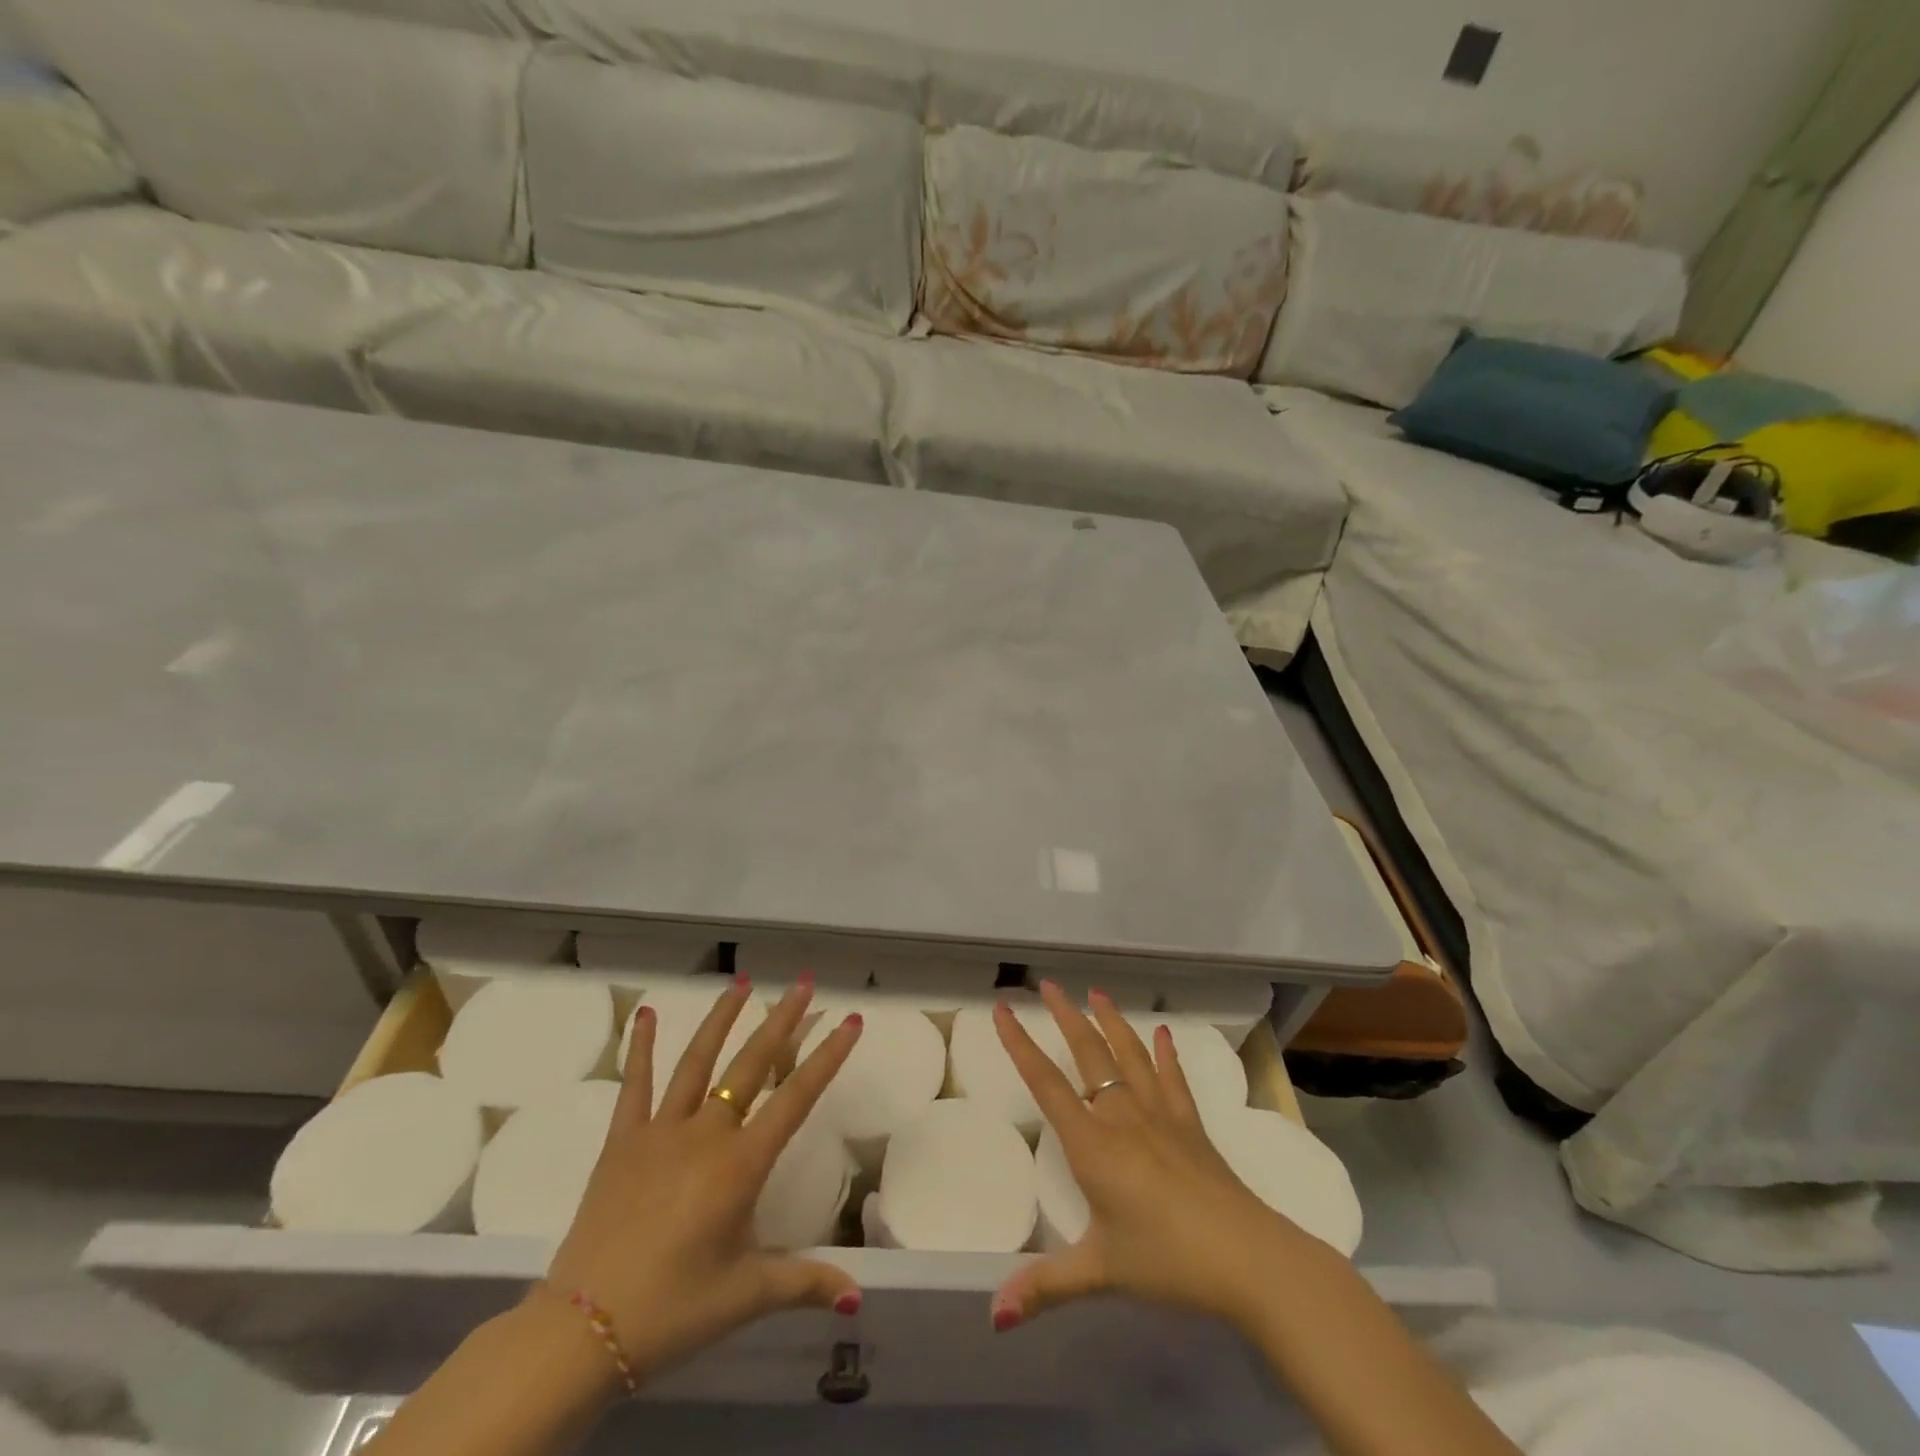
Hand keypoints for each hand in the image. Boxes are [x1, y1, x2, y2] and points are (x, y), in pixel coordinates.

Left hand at [539, 977, 865, 1382]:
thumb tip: (856, 1294)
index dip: (828, 1056)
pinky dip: (642, 1047)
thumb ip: (803, 1283)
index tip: (851, 1019)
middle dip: (781, 1021)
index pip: (797, 1097)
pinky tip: (648, 1013)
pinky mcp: (621, 1141)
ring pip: (698, 1061)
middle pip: (751, 1065)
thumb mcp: (745, 1296)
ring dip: (722, 1018)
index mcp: (741, 1165)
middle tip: (803, 984)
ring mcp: (660, 1132)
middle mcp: (706, 1134)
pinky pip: (635, 1085)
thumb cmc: (673, 1310)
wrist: (582, 1331)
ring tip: (741, 981)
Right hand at [990, 981, 1328, 1335]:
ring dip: (1111, 1022)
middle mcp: (1122, 1116)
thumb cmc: (1167, 1260)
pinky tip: (1164, 1033)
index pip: (1046, 1082)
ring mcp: (1161, 1116)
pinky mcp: (1192, 1126)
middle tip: (1049, 984)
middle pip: (1088, 1054)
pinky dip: (1167, 1055)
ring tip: (1097, 992)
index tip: (1003, 1008)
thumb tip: (994, 1316)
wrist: (1247, 1258)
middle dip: (1066, 1016)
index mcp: (1092, 1143)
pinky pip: (1174, 1080)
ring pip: (1129, 1055)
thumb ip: (1046, 1286)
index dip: (1020, 1044)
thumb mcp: (1100, 1272)